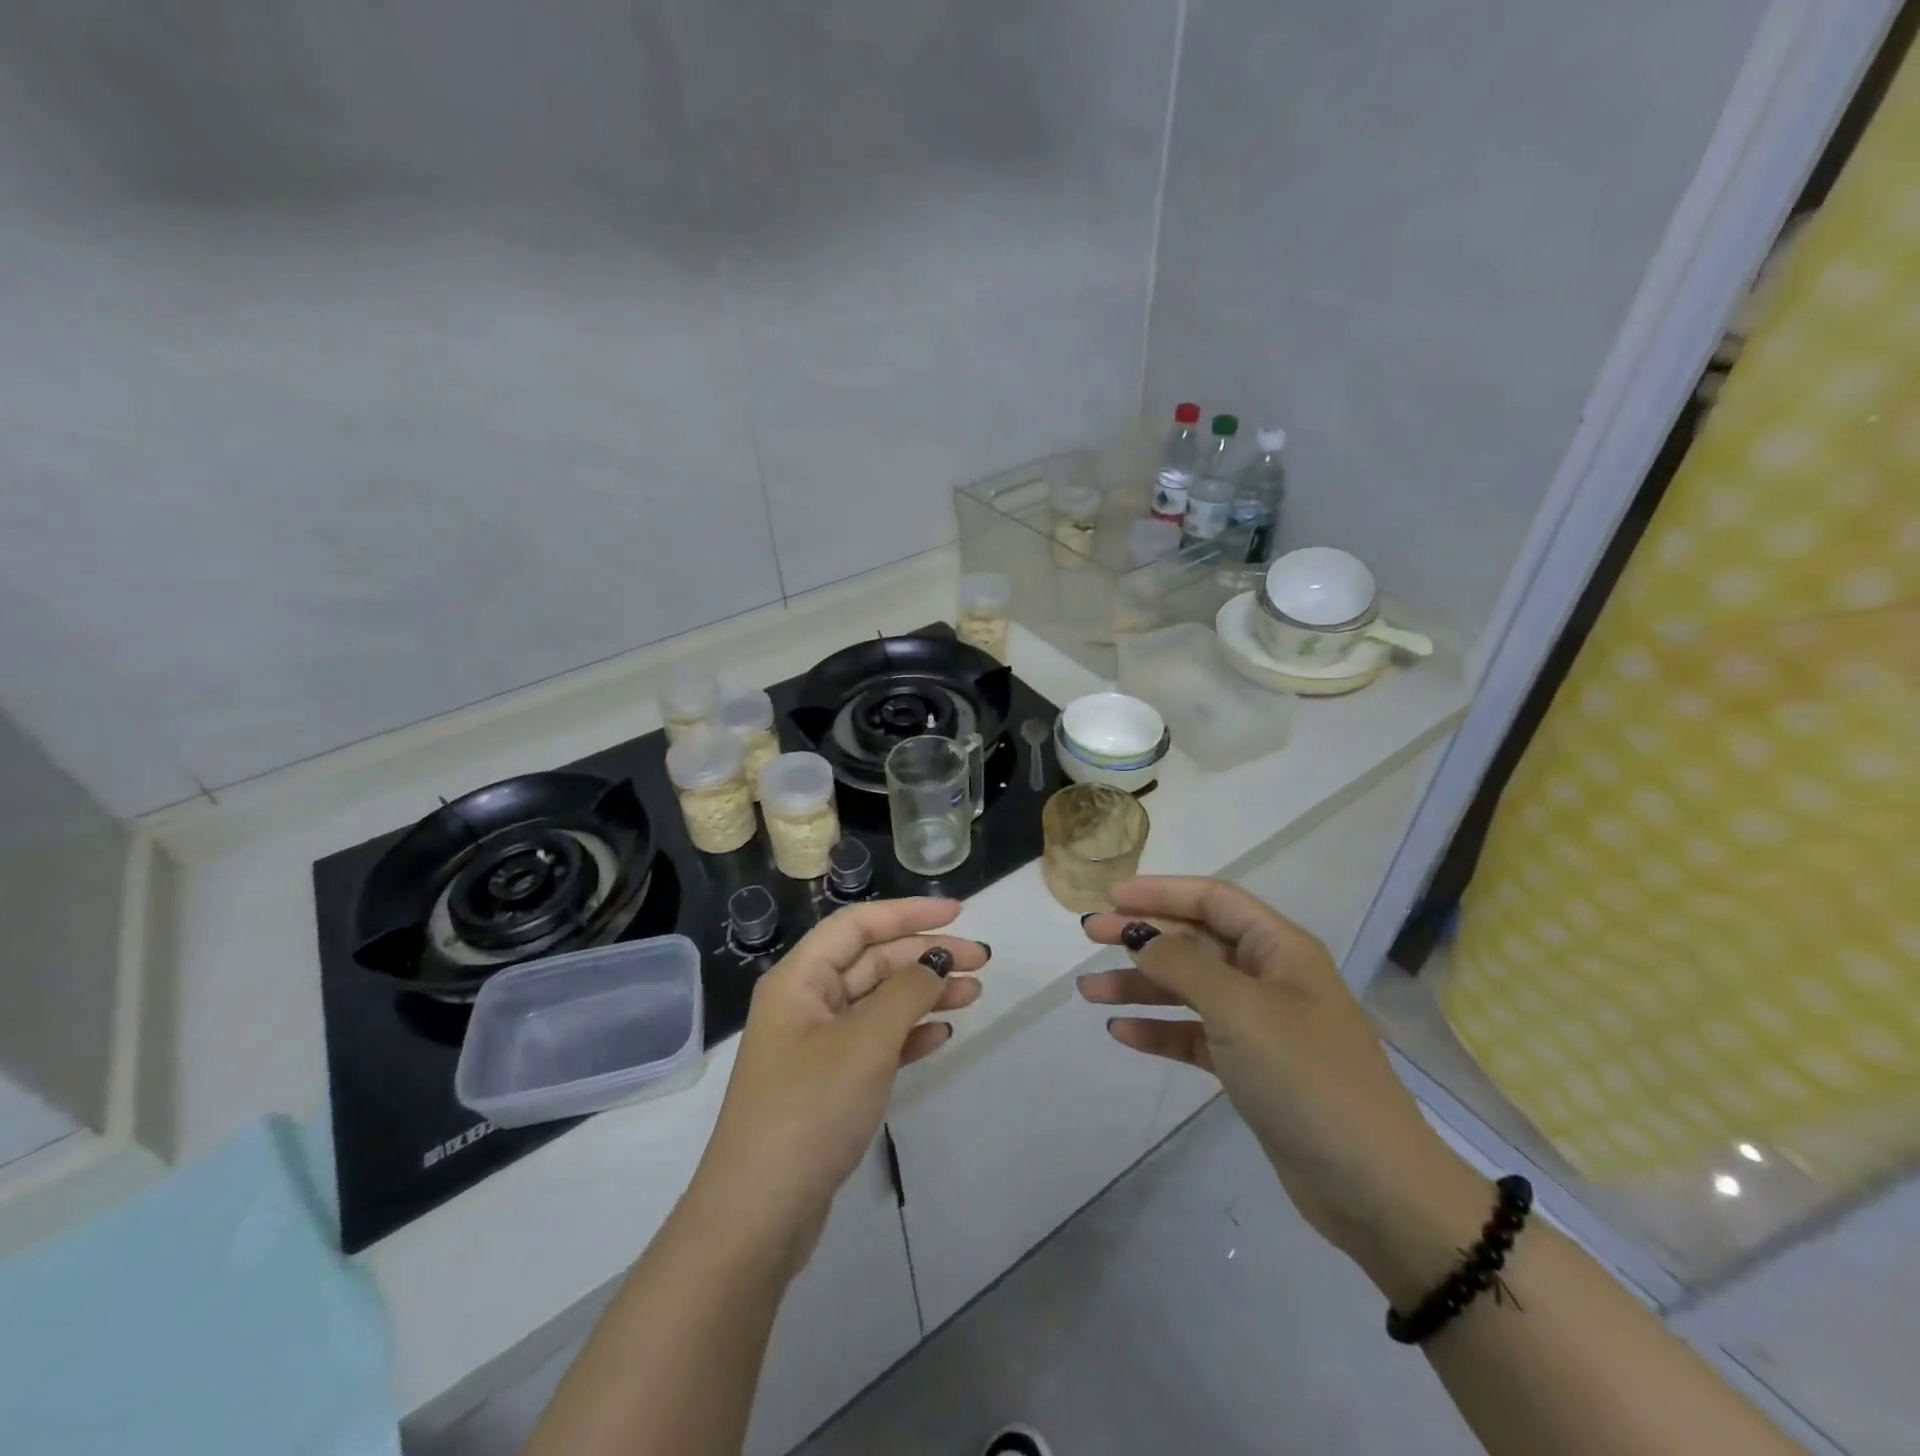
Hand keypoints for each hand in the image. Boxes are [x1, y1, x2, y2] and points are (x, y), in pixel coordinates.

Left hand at [692, 898, 985, 1274]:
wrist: (759, 1215)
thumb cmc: (810, 1110)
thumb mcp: (865, 1042)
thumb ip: (906, 993)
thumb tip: (935, 962)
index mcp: (800, 979)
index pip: (859, 925)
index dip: (908, 914)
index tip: (959, 914)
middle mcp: (806, 1002)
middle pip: (872, 961)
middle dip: (925, 956)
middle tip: (981, 962)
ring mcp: (817, 1045)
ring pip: (878, 1002)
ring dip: (924, 994)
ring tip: (973, 994)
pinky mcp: (829, 1083)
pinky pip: (876, 1042)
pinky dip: (909, 1034)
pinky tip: (942, 1035)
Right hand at [1078, 877, 1478, 1275]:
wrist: (1374, 1187)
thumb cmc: (1307, 1077)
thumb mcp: (1240, 1009)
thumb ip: (1183, 965)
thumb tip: (1140, 937)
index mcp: (1279, 948)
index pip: (1212, 899)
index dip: (1160, 892)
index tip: (1110, 896)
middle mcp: (1269, 977)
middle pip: (1194, 941)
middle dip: (1141, 936)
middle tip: (1088, 935)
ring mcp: (1261, 1025)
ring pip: (1189, 989)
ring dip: (1140, 986)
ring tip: (1088, 991)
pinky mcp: (1252, 1069)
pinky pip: (1195, 1035)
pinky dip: (1160, 1030)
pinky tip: (1121, 1032)